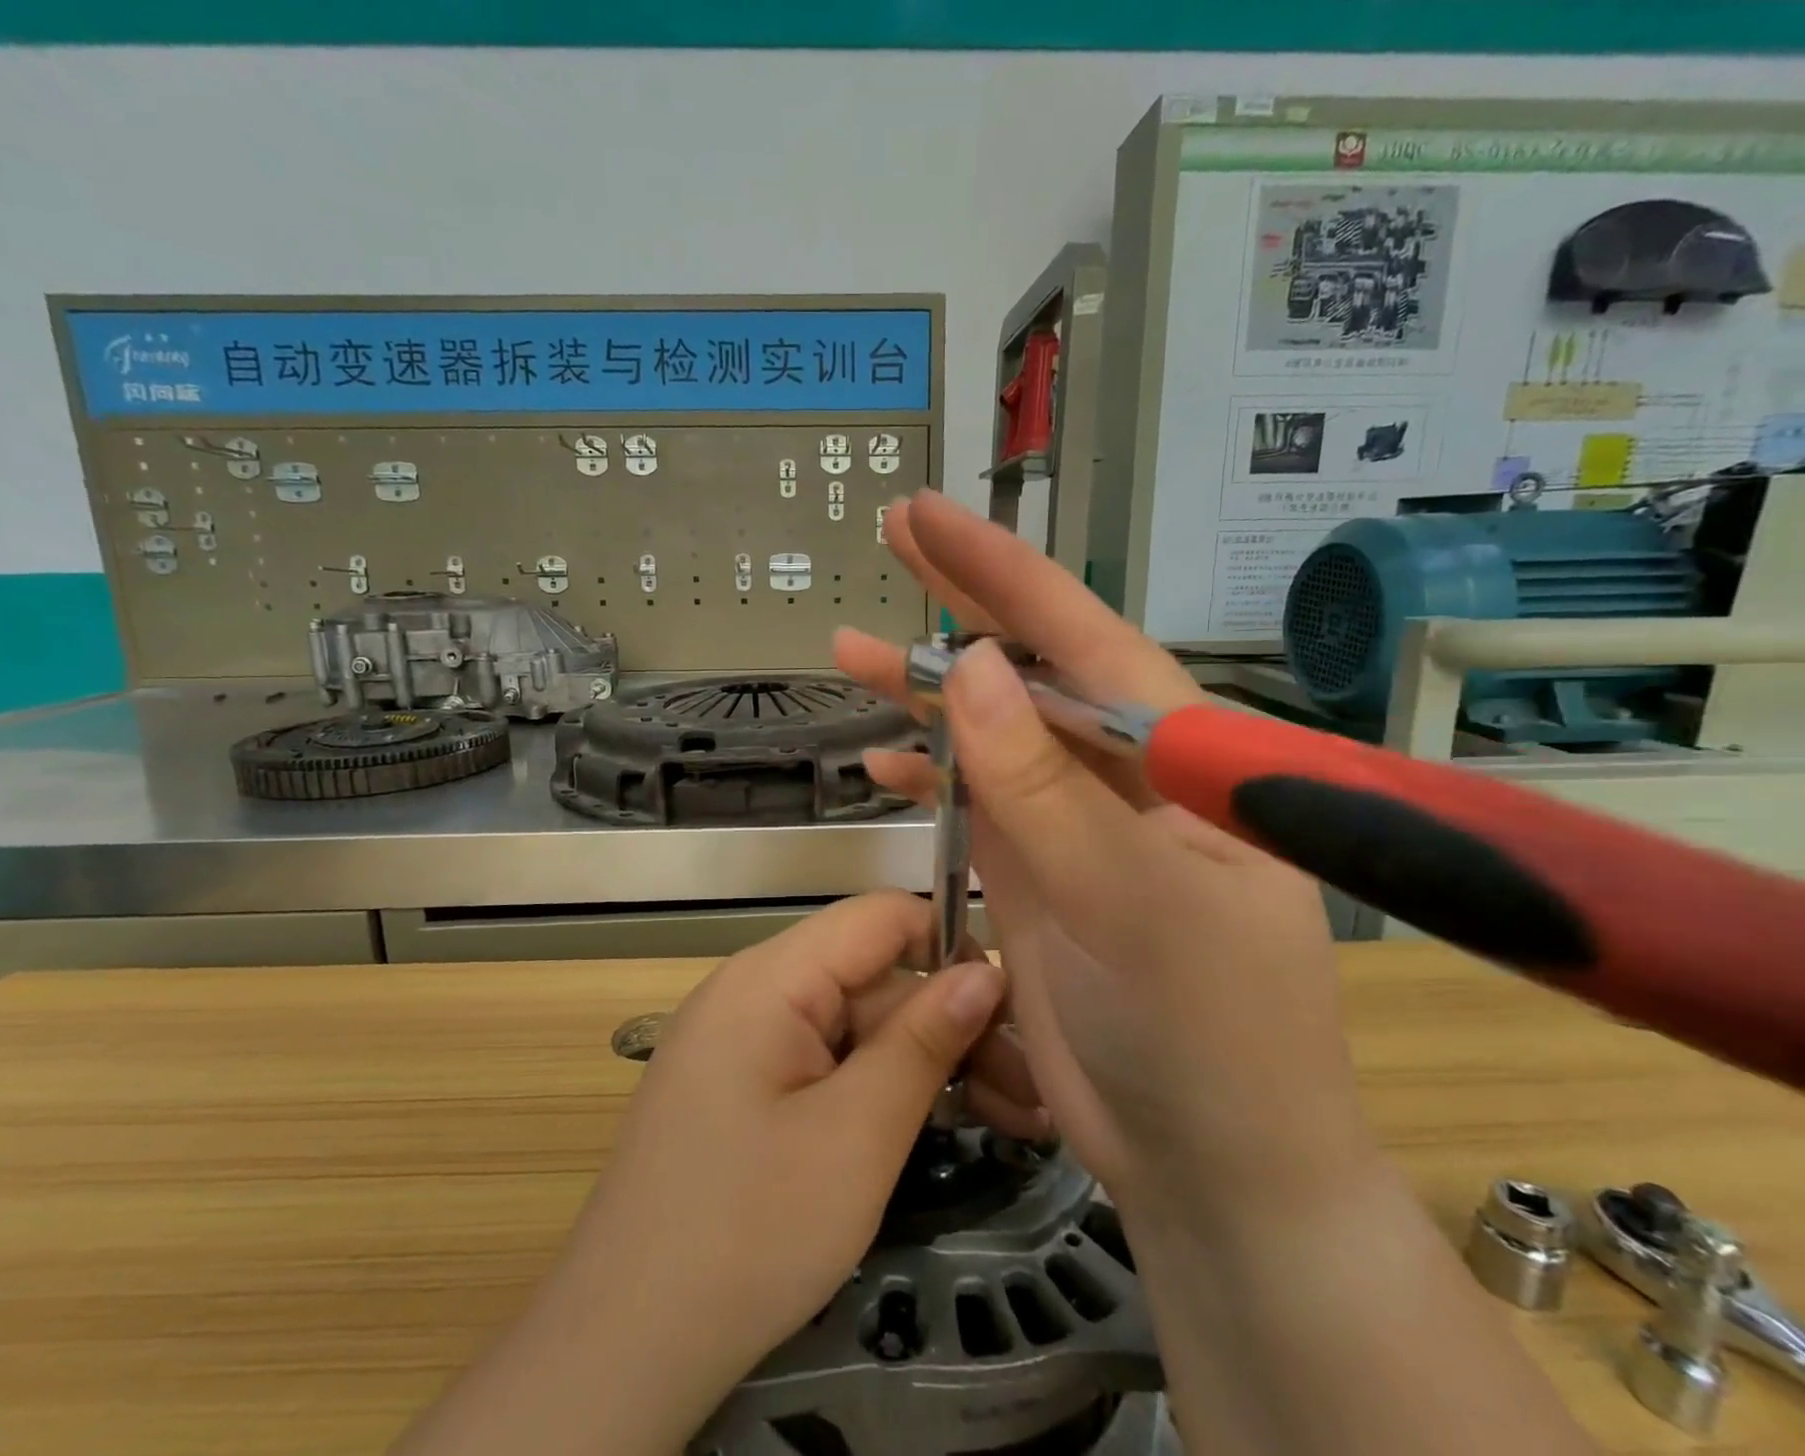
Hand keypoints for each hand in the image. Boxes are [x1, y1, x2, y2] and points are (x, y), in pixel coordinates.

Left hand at [563, 891, 1039, 1372]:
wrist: (623, 1349)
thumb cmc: (747, 1233)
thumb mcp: (856, 1135)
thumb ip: (923, 1041)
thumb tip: (986, 973)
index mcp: (769, 978)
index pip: (878, 917)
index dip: (949, 946)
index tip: (1009, 1010)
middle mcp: (753, 991)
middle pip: (873, 979)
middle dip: (953, 1027)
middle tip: (1033, 1094)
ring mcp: (745, 1041)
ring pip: (857, 1026)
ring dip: (929, 1065)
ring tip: (1016, 1120)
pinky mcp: (745, 1087)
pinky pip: (828, 1062)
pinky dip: (883, 1089)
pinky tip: (941, 1126)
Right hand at [835, 492, 1377, 1224]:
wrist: (1210, 1162)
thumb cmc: (1207, 1034)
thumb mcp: (1129, 902)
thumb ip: (1047, 787)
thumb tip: (978, 668)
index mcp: (1182, 755)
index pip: (1085, 636)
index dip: (1002, 572)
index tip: (928, 518)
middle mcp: (1130, 772)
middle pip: (1035, 667)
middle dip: (961, 605)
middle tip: (892, 540)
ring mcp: (1080, 821)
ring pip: (996, 732)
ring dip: (927, 694)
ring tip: (851, 655)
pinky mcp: (1041, 870)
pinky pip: (979, 800)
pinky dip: (931, 777)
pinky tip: (884, 762)